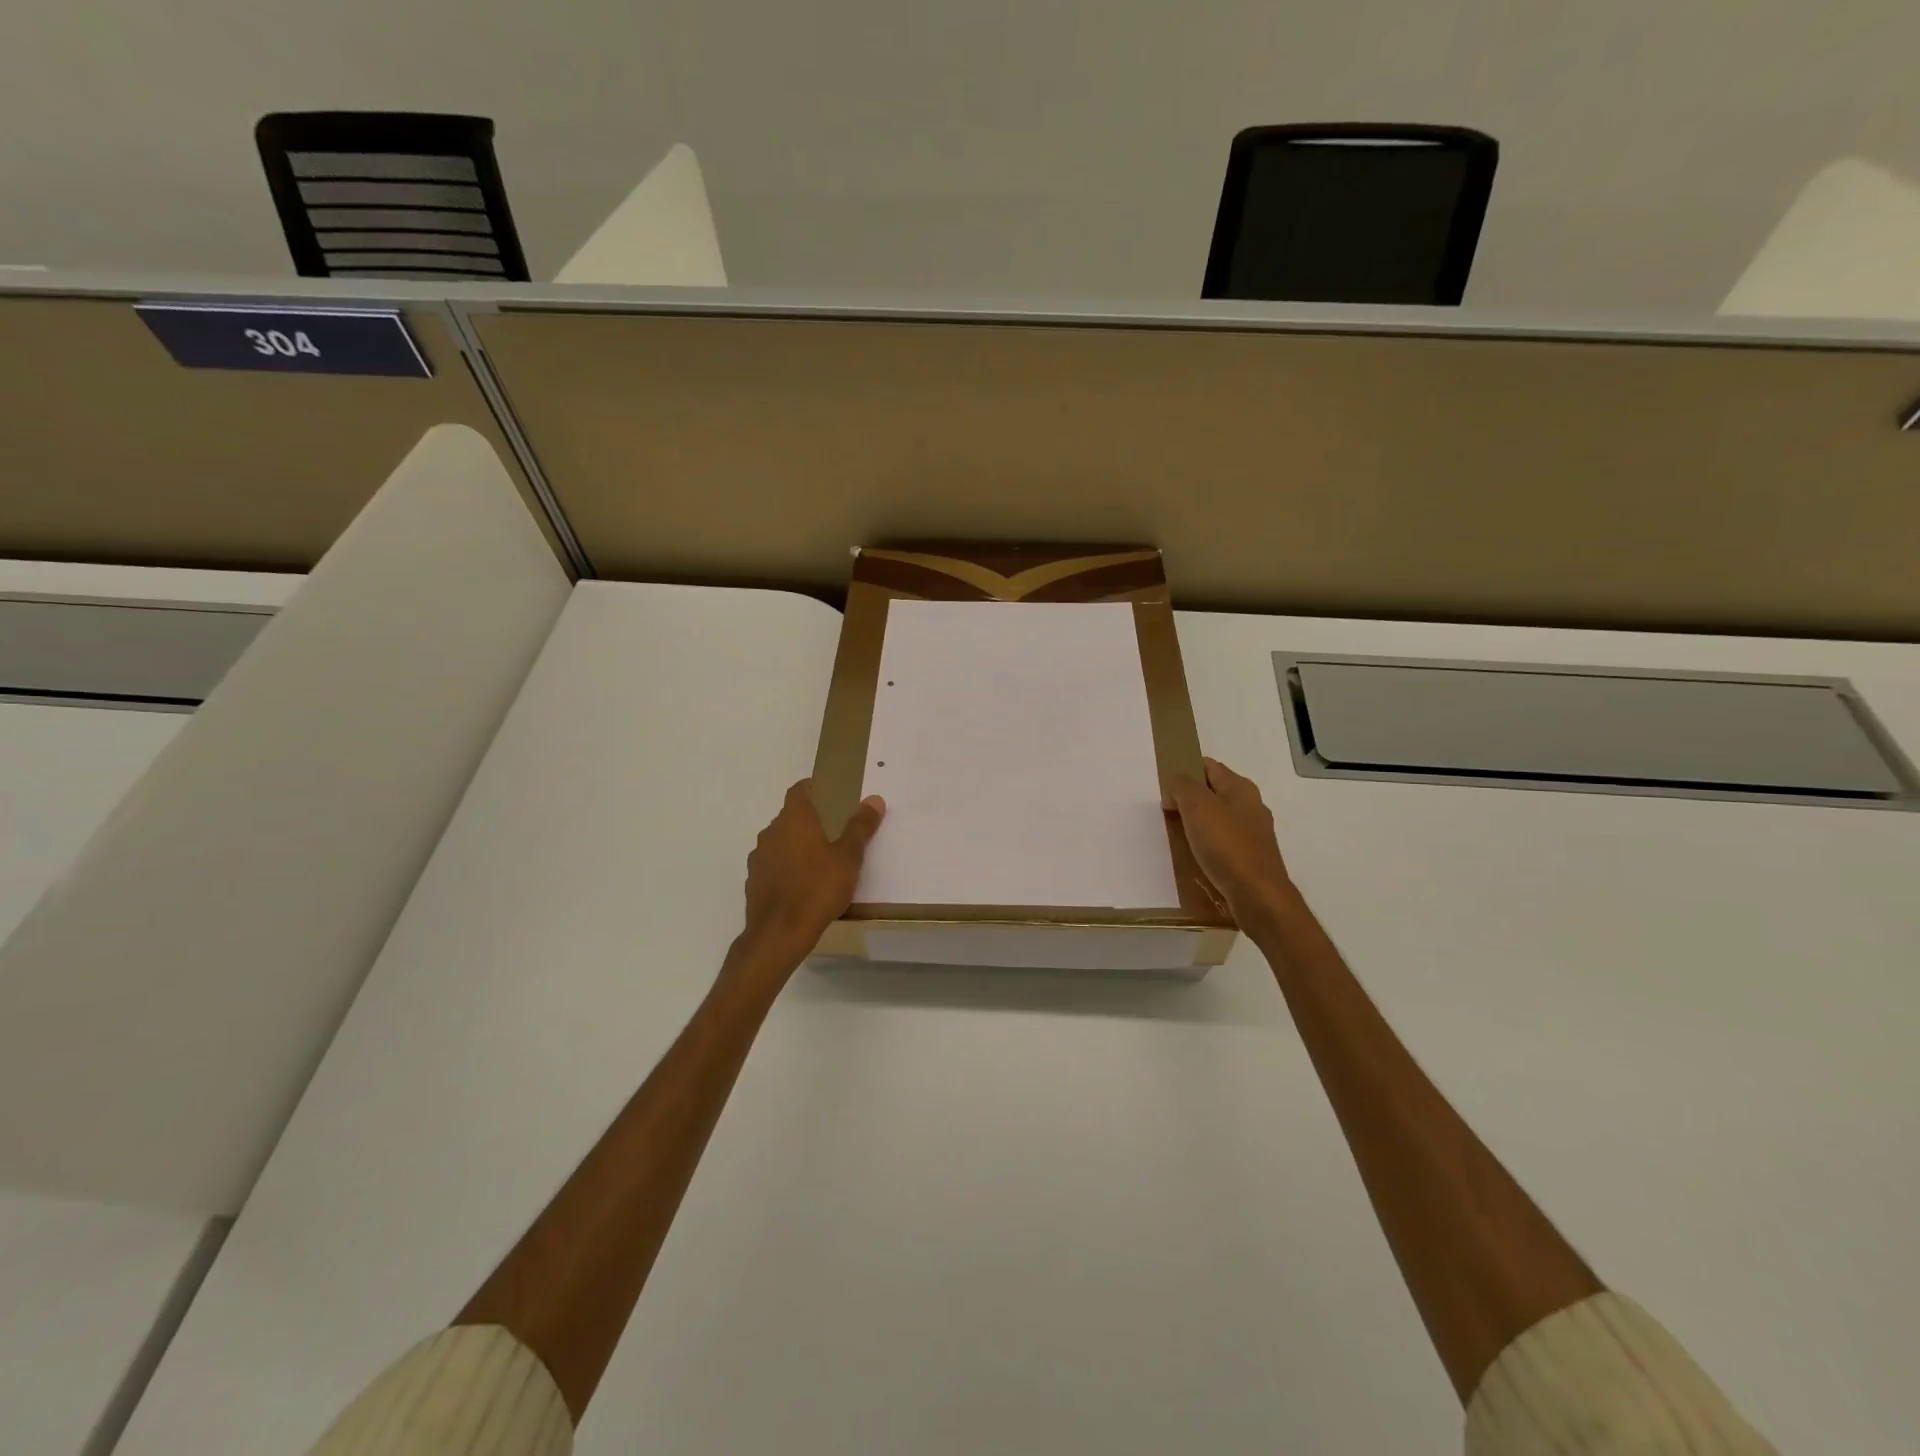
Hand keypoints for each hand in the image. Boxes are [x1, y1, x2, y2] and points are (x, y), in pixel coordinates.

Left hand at [737, 780, 885, 972]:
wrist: (779, 934)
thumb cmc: (818, 888)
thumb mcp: (849, 857)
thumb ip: (860, 827)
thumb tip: (874, 799)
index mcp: (794, 819)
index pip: (799, 790)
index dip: (814, 788)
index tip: (832, 795)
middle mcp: (771, 832)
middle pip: (790, 816)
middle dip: (811, 820)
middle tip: (836, 831)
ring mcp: (759, 858)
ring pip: (781, 841)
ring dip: (797, 845)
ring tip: (822, 861)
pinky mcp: (754, 881)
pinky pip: (774, 865)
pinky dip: (787, 867)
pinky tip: (804, 885)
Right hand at [1166, 758, 1295, 923]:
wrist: (1258, 896)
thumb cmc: (1227, 845)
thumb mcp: (1197, 806)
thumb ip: (1182, 787)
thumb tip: (1176, 789)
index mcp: (1241, 788)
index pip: (1209, 766)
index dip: (1185, 770)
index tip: (1163, 786)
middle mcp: (1250, 806)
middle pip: (1212, 793)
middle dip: (1188, 799)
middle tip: (1165, 812)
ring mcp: (1253, 834)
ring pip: (1216, 819)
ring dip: (1195, 824)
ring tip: (1174, 836)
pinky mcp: (1250, 858)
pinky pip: (1222, 843)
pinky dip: (1206, 845)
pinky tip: (1193, 857)